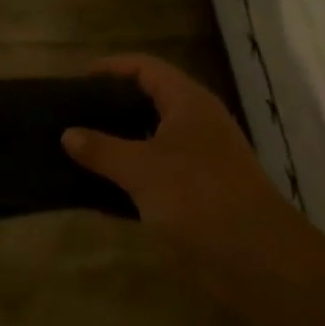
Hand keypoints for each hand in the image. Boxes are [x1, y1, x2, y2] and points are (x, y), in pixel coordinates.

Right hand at [62, 55, 294, 271]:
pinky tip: (95, 193)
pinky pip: (152, 177)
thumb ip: (101, 149)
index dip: (112, 67)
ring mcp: (197, 161)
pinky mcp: (195, 195)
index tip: (77, 79)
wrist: (256, 257)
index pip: (146, 68)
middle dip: (109, 108)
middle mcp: (194, 125)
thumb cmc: (198, 196)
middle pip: (147, 103)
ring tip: (76, 151)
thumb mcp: (141, 169)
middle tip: (71, 116)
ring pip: (147, 142)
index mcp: (188, 103)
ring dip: (115, 147)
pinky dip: (126, 181)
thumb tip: (68, 134)